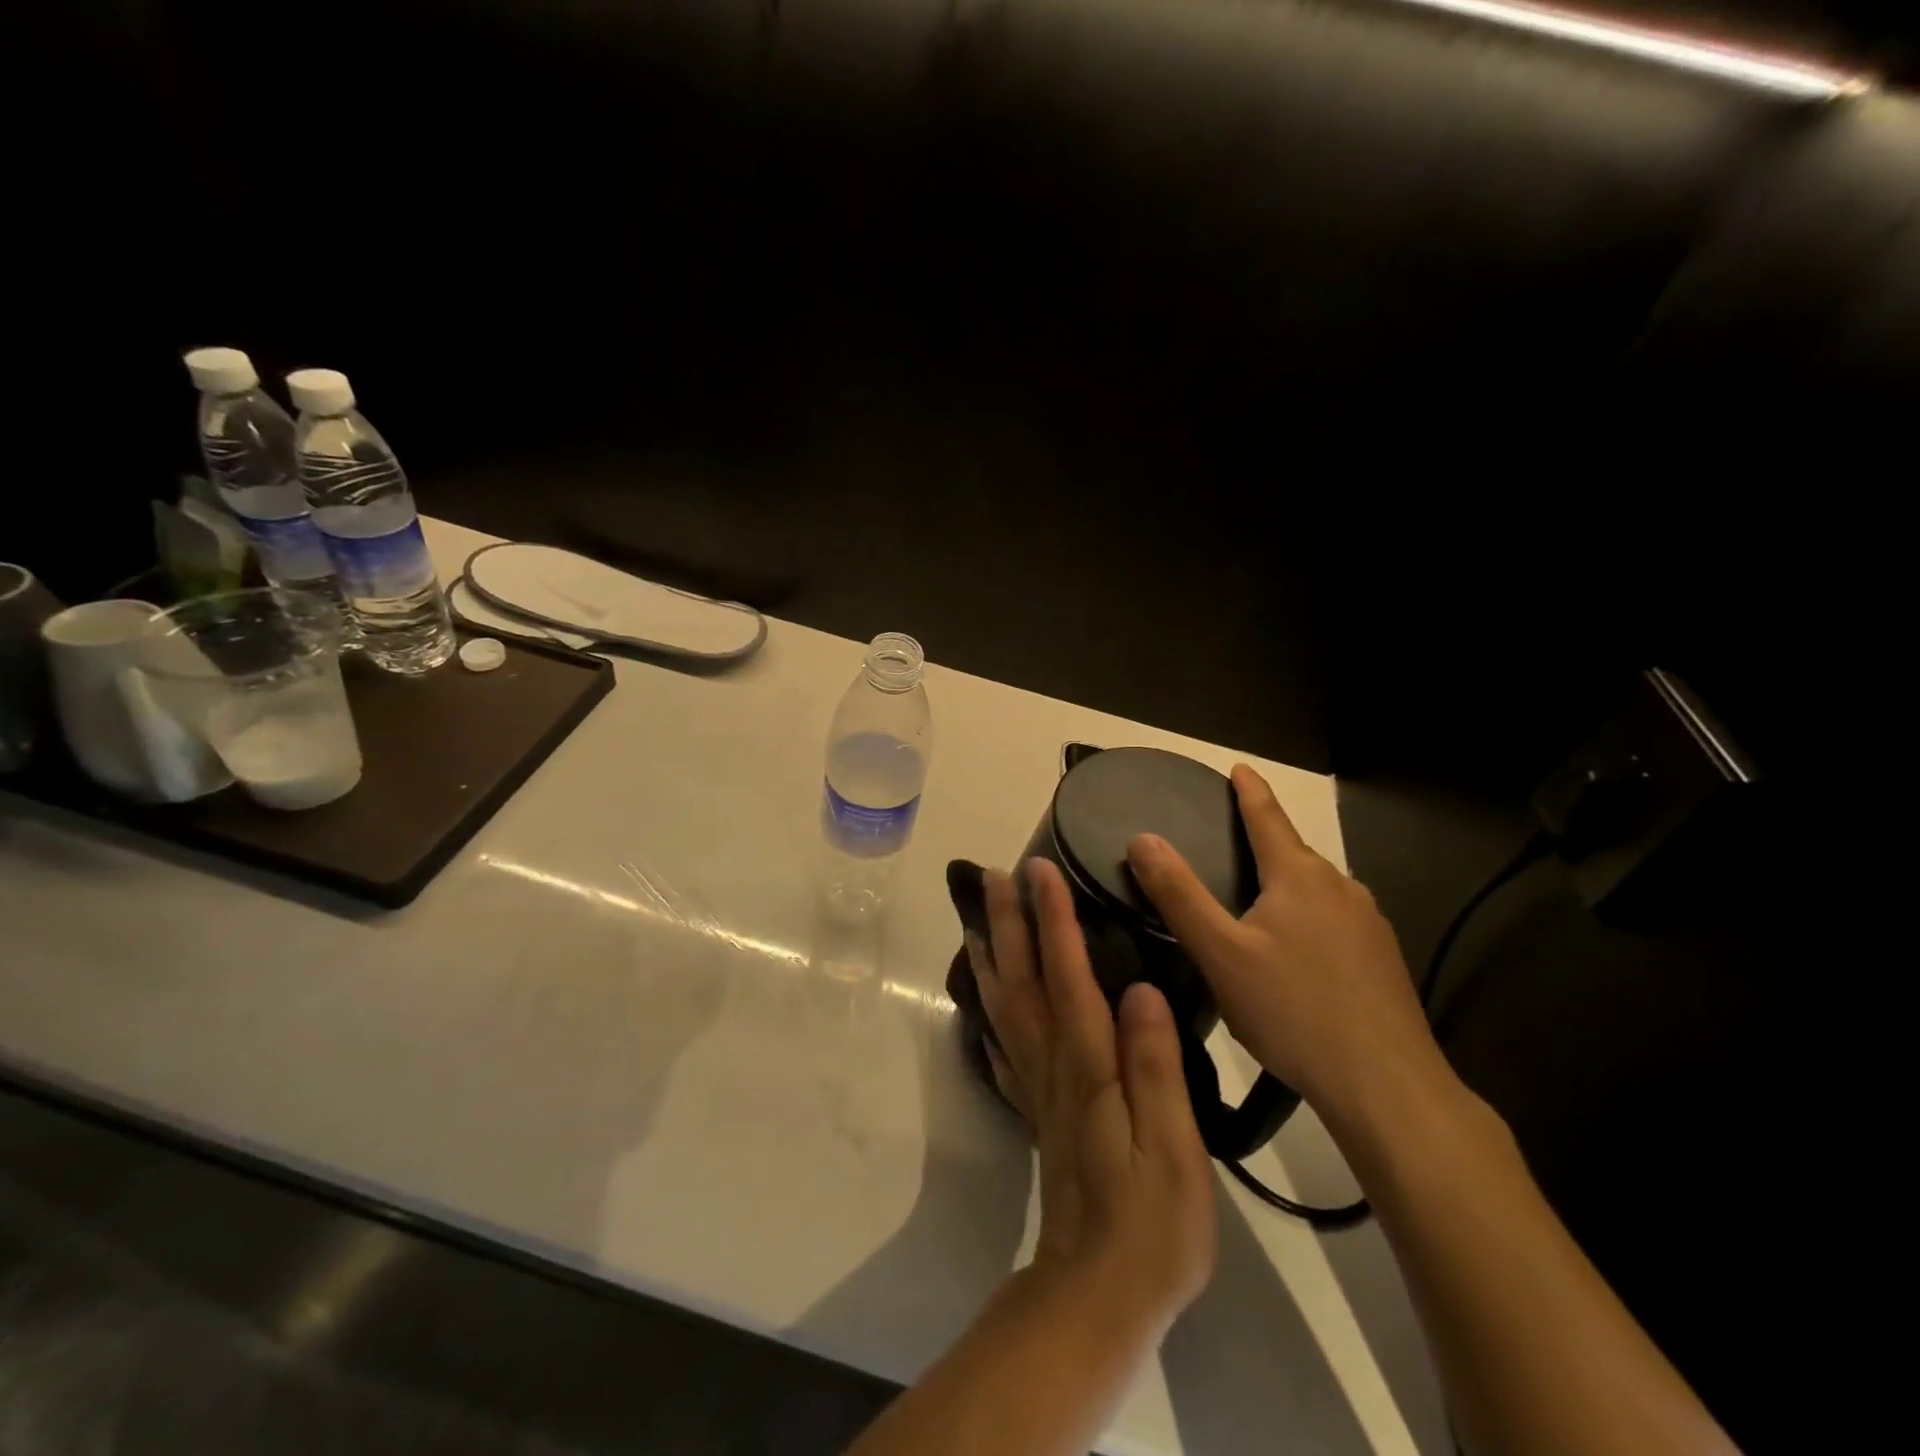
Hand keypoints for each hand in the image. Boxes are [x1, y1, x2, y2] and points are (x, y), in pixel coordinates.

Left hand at [968, 859, 1216, 1332]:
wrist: (1100, 1292)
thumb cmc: (1152, 1223)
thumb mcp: (1174, 1149)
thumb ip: (1156, 1067)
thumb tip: (1142, 990)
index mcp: (1088, 1065)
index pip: (1067, 976)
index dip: (1053, 920)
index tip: (1040, 870)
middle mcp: (1052, 1064)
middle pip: (1022, 980)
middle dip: (1008, 923)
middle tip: (994, 876)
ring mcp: (1037, 1086)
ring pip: (1003, 1005)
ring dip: (991, 955)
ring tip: (977, 918)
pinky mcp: (1035, 1108)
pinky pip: (1002, 1045)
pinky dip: (988, 1010)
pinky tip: (983, 997)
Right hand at [1125, 764, 1452, 1131]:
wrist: (1389, 1088)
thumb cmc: (1294, 1012)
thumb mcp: (1220, 954)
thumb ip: (1179, 894)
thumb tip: (1143, 838)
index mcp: (1300, 877)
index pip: (1268, 817)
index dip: (1249, 790)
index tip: (1239, 767)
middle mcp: (1341, 888)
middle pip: (1293, 851)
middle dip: (1263, 840)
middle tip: (1227, 840)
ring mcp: (1370, 925)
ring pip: (1316, 888)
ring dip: (1285, 882)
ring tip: (1254, 899)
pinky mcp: (1383, 960)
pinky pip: (1335, 919)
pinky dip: (1307, 916)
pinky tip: (1296, 950)